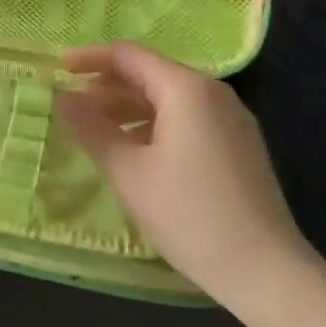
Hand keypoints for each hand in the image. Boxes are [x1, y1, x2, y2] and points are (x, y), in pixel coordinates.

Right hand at [56, 42, 314, 306]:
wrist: (267, 271)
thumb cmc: (191, 216)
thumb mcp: (130, 174)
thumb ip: (93, 130)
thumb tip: (63, 98)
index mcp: (186, 88)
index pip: (129, 55)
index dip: (90, 58)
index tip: (58, 69)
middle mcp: (212, 91)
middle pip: (150, 74)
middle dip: (108, 87)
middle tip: (72, 108)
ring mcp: (230, 117)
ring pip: (169, 98)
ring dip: (130, 109)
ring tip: (97, 132)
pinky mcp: (239, 143)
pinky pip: (188, 118)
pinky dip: (155, 125)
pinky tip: (137, 152)